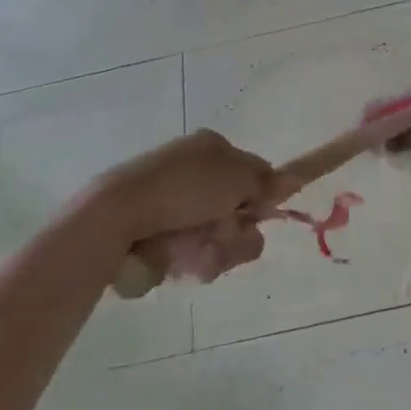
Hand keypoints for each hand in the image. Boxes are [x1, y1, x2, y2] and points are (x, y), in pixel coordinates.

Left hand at [79, 130, 273, 286]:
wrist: (117, 215)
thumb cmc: (183, 188)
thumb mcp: (237, 176)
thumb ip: (267, 180)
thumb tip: (292, 179)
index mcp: (212, 149)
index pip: (255, 176)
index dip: (260, 200)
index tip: (254, 215)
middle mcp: (195, 174)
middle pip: (239, 214)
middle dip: (235, 234)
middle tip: (220, 237)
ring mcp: (175, 206)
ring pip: (218, 239)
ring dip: (216, 251)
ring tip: (194, 254)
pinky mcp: (157, 235)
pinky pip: (191, 254)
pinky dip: (190, 260)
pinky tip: (177, 260)